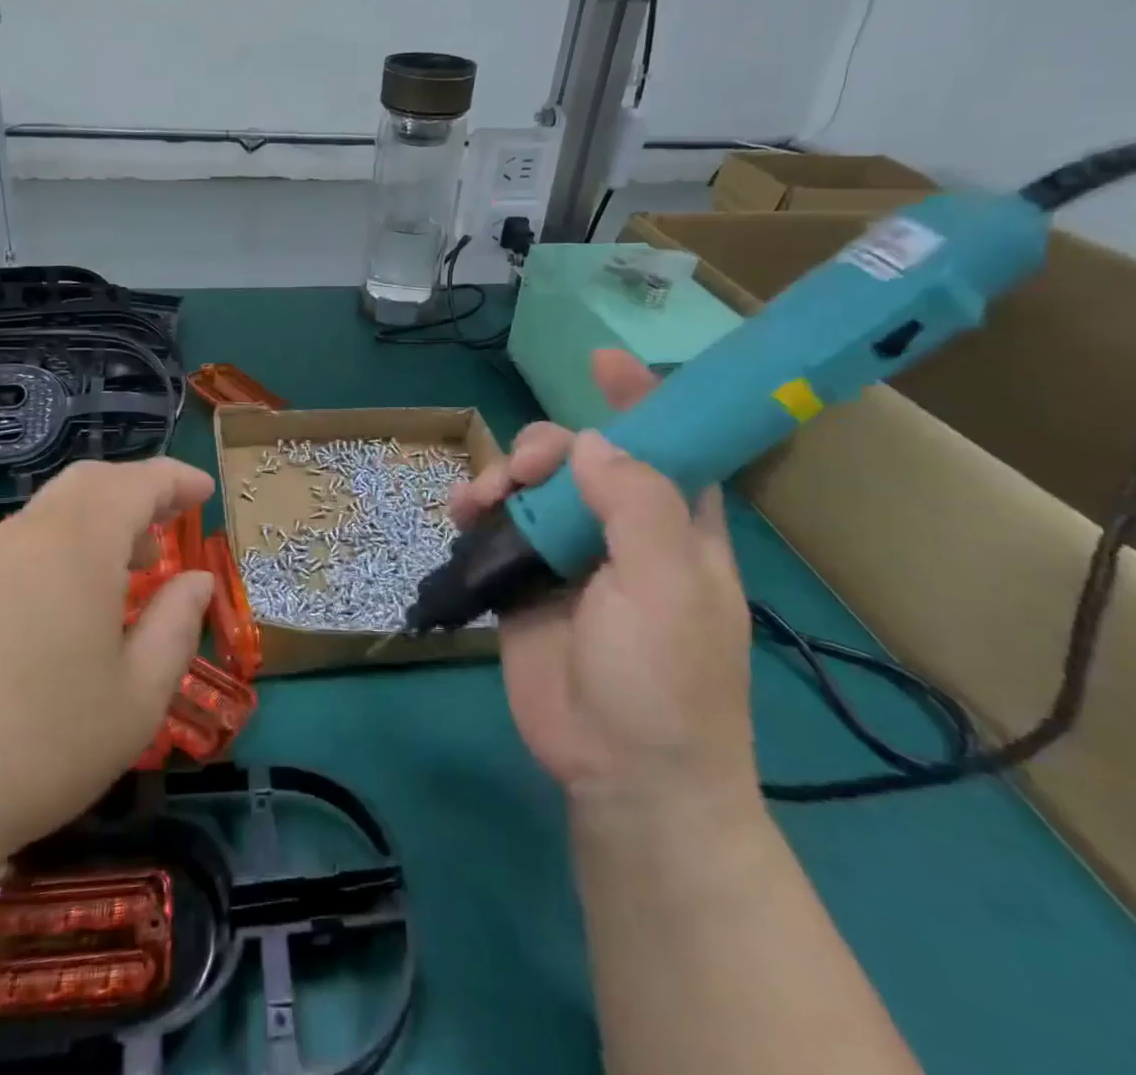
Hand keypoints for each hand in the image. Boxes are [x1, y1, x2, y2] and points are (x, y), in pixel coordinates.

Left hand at [0, 457, 215, 862]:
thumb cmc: (48, 743)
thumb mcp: (140, 694)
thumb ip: (177, 624)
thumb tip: (196, 580)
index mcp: (81, 544)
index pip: (138, 483)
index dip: (177, 480)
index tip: (207, 491)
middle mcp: (34, 533)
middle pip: (93, 480)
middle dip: (139, 488)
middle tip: (175, 516)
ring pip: (59, 505)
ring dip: (105, 513)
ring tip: (138, 558)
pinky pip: (33, 534)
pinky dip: (72, 537)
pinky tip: (84, 590)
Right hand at [449, 350, 756, 816]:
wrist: (619, 775)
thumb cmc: (665, 681)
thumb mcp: (668, 586)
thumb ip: (636, 504)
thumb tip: (590, 442)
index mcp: (676, 525)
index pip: (665, 442)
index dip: (639, 397)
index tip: (602, 360)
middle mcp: (622, 530)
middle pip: (580, 457)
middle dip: (546, 447)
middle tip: (523, 472)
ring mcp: (569, 556)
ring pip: (532, 487)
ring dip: (501, 476)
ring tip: (480, 500)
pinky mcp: (524, 582)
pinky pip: (496, 529)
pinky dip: (475, 510)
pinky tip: (459, 512)